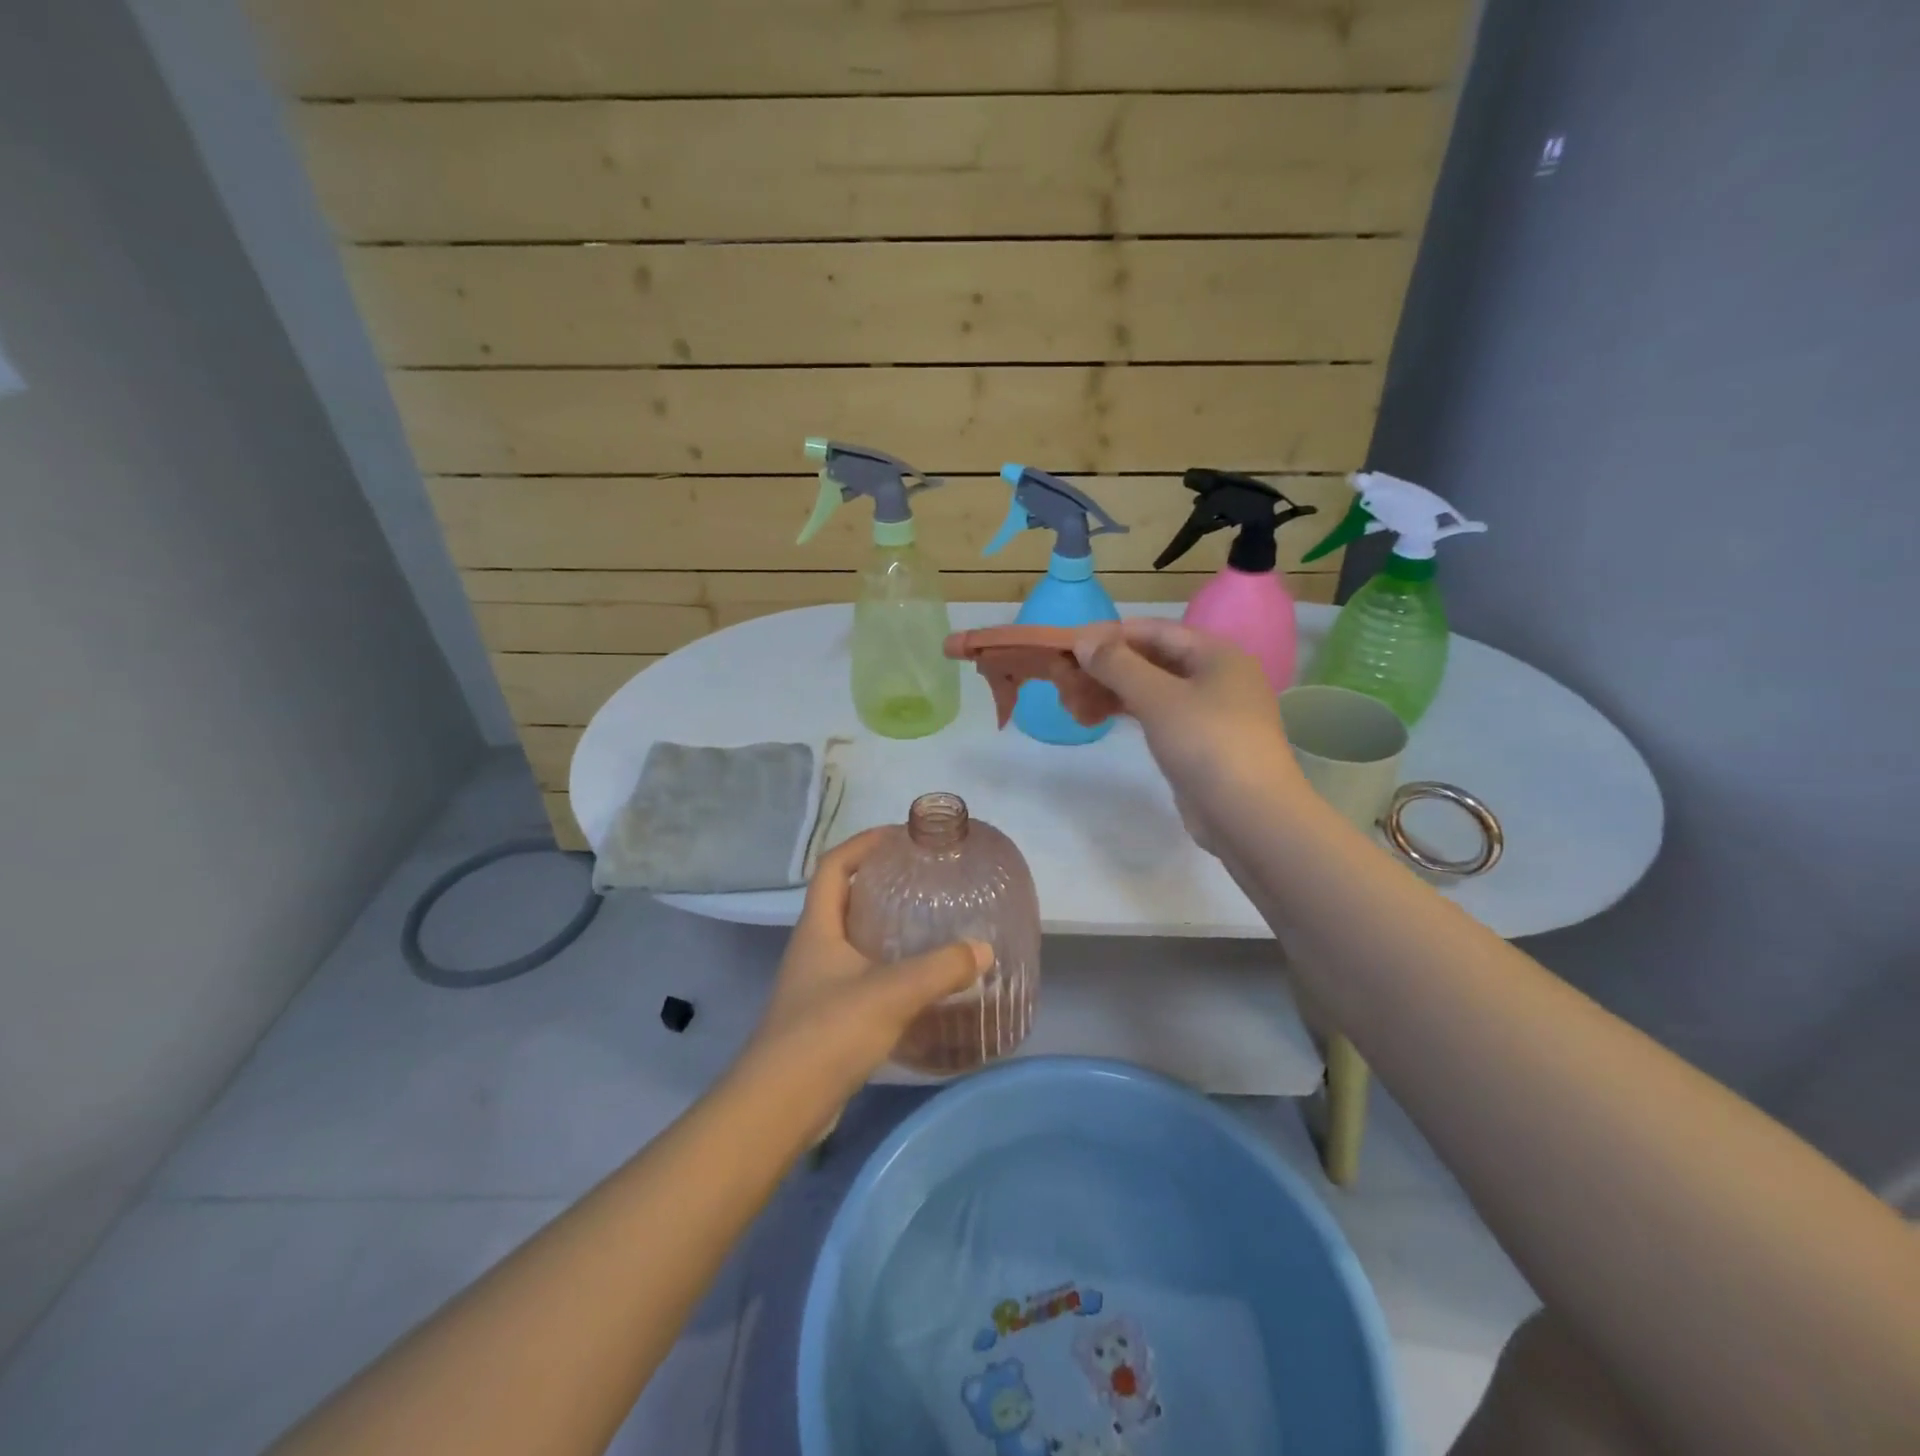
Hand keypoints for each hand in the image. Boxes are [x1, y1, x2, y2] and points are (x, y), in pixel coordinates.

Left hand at [742, 829, 991, 1109]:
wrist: (779, 1107)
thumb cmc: (827, 1033)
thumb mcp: (890, 993)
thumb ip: (940, 969)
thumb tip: (983, 950)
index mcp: (818, 928)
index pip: (834, 866)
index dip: (863, 843)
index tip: (900, 836)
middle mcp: (813, 949)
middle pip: (843, 899)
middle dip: (880, 883)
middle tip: (923, 880)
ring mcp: (816, 985)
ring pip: (852, 940)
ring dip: (884, 927)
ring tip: (928, 925)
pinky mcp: (826, 1018)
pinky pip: (860, 977)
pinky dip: (887, 969)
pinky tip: (918, 983)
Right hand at [1073, 618, 1303, 852]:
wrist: (1249, 815)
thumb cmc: (1206, 743)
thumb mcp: (1157, 697)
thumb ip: (1117, 665)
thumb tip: (1082, 640)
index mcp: (1217, 655)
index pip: (1156, 630)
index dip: (1112, 634)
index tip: (1071, 645)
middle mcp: (1217, 678)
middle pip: (1153, 660)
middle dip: (1108, 667)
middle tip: (1065, 679)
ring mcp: (1210, 713)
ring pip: (1152, 691)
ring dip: (1112, 692)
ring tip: (1073, 703)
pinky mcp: (1199, 744)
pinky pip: (1157, 716)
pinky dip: (1127, 714)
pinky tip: (1097, 719)